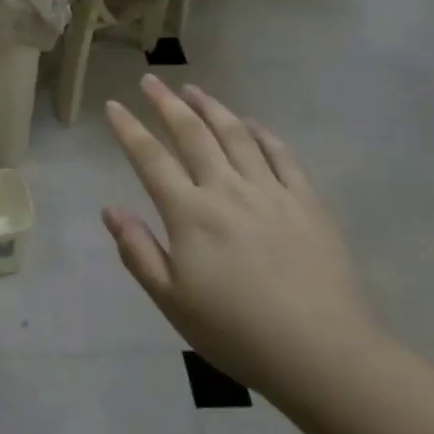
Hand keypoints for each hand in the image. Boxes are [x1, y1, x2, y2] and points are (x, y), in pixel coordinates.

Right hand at [102, 76, 379, 401]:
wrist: (322, 353)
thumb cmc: (237, 333)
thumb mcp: (172, 302)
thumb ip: (138, 252)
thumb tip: (110, 210)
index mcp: (190, 214)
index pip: (151, 158)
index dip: (129, 129)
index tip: (114, 105)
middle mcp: (226, 190)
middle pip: (192, 134)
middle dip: (167, 103)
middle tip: (151, 80)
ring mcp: (270, 191)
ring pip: (235, 134)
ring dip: (211, 107)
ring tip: (194, 90)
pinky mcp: (306, 201)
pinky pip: (280, 155)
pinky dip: (262, 133)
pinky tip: (251, 123)